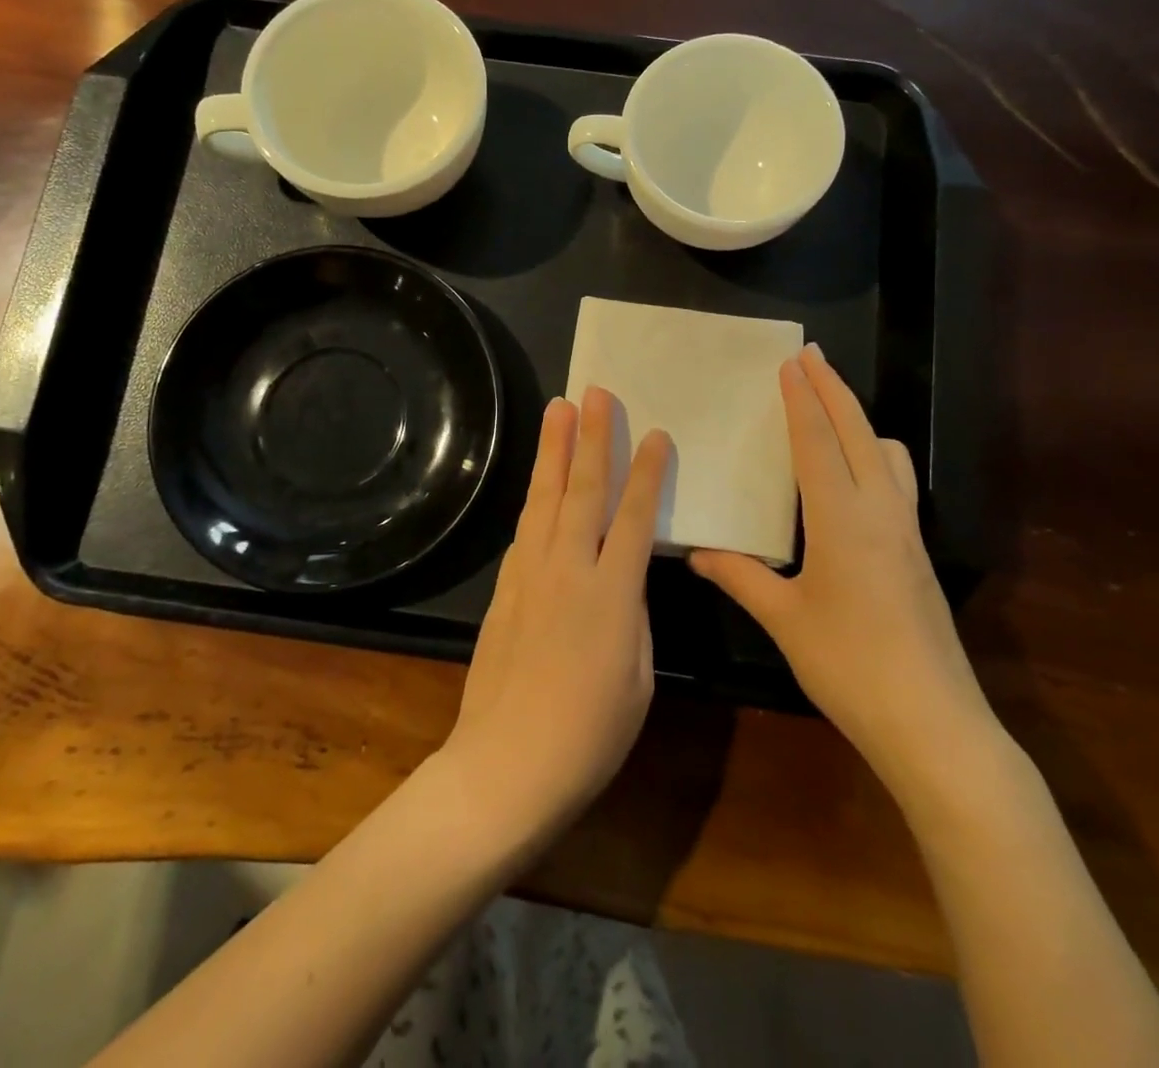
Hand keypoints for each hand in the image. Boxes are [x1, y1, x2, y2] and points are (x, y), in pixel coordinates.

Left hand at [441, 388, 671, 850]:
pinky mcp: (504, 589)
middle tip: (593, 392)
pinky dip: (536, 499)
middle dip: (590, 437)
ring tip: (557, 410)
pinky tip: (540, 484)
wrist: (505, 765)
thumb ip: (633, 618)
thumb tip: (624, 582)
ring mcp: (529, 575)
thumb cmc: (589, 735)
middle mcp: (567, 569)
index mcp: (611, 593)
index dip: (646, 472)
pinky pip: (525, 531)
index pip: (633, 516)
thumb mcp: (637, 678)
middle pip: (582, 490)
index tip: (654, 432)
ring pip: (545, 499)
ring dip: (553, 452)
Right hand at [690, 345, 996, 794]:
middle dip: (834, 390)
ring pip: (888, 453)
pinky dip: (875, 456)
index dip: (802, 400)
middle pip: (859, 432)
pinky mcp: (918, 552)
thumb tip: (697, 552)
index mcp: (842, 519)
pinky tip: (854, 479)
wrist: (931, 721)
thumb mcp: (784, 619)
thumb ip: (740, 577)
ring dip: (859, 421)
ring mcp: (907, 531)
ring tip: (831, 413)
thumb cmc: (848, 664)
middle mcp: (880, 511)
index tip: (792, 363)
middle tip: (812, 356)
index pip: (818, 442)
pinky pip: (897, 481)